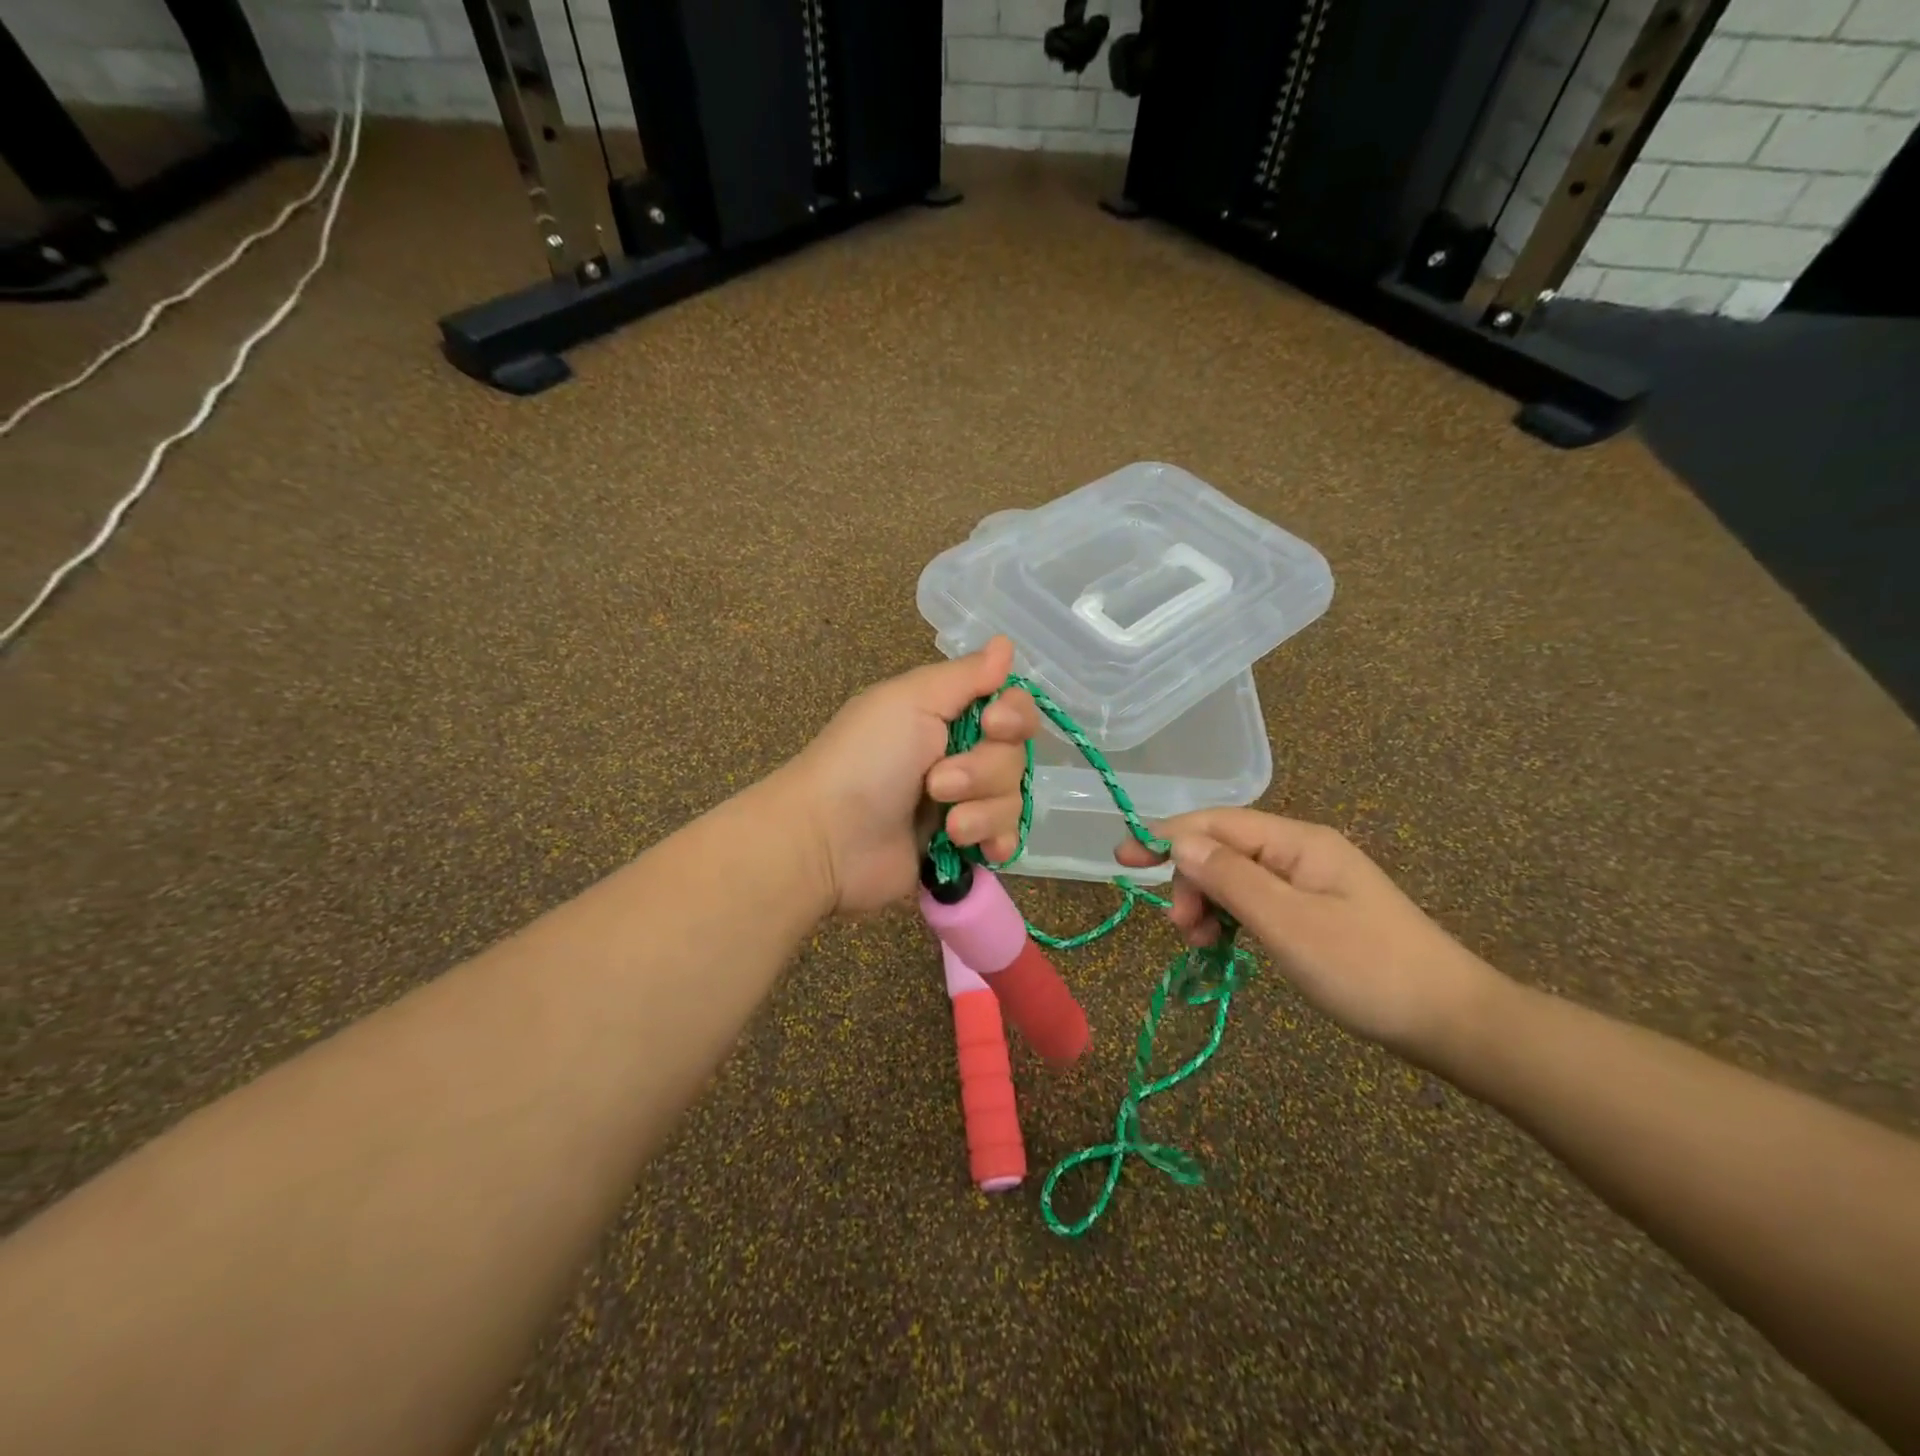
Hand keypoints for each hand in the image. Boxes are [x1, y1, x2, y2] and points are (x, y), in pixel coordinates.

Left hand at [782, 636, 1038, 914]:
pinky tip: (981, 850)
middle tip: (937, 783)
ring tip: (947, 827)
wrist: (829, 839)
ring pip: (1012, 800)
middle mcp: (962, 755)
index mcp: (948, 715)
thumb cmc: (866, 760)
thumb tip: (1006, 644)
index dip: (1014, 716)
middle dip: (983, 772)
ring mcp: (964, 804)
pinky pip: (1006, 840)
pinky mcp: (963, 848)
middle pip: (1015, 757)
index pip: (1012, 708)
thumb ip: (965, 675)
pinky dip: (997, 842)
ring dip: (983, 812)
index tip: (992, 725)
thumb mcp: (910, 701)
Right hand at [1117, 809, 1506, 1060]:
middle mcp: (1302, 852)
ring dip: (1209, 904)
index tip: (1121, 858)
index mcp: (1298, 842)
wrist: (1454, 1022)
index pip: (1216, 824)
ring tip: (1203, 945)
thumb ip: (1229, 878)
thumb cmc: (1366, 968)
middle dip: (1191, 882)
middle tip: (1182, 930)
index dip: (1165, 836)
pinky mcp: (1316, 912)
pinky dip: (1233, 920)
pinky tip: (1228, 945)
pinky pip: (1258, 903)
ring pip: (1237, 878)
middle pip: (1224, 850)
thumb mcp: (1287, 923)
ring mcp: (1311, 882)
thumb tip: (1178, 841)